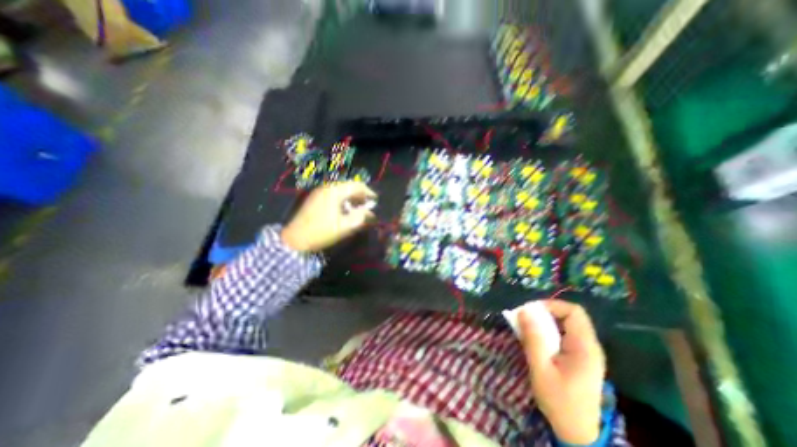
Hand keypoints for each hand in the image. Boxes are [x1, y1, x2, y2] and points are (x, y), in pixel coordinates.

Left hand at [282, 180, 376, 250]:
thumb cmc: (321, 232)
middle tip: (368, 206)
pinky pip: (334, 194)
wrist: (295, 239)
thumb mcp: (344, 226)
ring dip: (352, 198)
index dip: (368, 192)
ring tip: (359, 209)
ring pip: (341, 190)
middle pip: (349, 186)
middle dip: (360, 195)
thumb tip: (370, 212)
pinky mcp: (316, 198)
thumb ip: (360, 217)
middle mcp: (327, 187)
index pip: (357, 186)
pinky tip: (346, 210)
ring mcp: (320, 192)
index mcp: (335, 192)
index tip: (376, 200)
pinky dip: (343, 200)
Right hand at [518, 300, 604, 443]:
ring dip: (544, 322)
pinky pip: (563, 335)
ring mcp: (585, 352)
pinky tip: (536, 340)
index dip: (551, 305)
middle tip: (525, 318)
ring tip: (527, 328)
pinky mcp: (579, 358)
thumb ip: (533, 339)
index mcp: (584, 347)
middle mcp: (589, 346)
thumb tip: (523, 311)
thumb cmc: (559, 402)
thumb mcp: (541, 369)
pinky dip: (547, 332)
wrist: (577, 433)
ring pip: (565, 324)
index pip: (573, 312)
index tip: (531, 311)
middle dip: (545, 312)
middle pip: (569, 316)